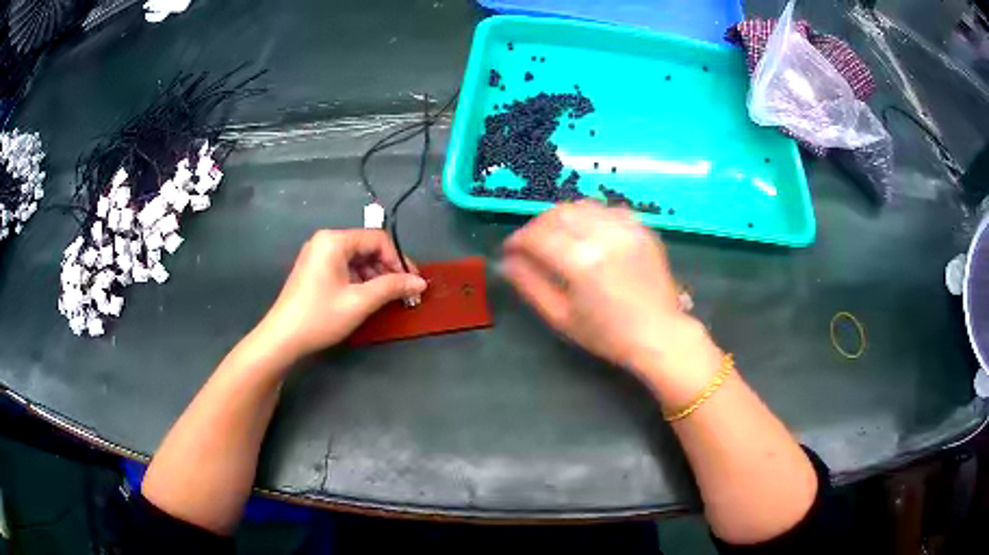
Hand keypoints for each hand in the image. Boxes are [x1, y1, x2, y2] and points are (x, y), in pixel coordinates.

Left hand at [254, 229, 426, 361]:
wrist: (282, 338)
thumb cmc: (320, 316)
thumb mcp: (360, 302)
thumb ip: (392, 287)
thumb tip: (420, 282)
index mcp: (334, 240)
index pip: (377, 239)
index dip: (398, 260)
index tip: (412, 283)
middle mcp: (325, 241)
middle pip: (366, 247)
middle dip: (387, 269)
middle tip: (403, 293)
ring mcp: (317, 255)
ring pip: (356, 259)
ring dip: (375, 276)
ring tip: (387, 299)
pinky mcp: (314, 270)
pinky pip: (344, 267)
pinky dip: (359, 280)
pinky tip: (367, 298)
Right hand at [502, 201, 720, 404]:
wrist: (658, 334)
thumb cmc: (607, 334)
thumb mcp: (561, 316)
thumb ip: (530, 284)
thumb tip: (506, 262)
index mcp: (580, 261)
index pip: (537, 236)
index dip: (517, 240)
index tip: (509, 250)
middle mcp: (603, 235)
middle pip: (557, 214)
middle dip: (536, 226)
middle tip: (529, 244)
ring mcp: (625, 228)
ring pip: (581, 206)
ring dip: (561, 217)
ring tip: (555, 236)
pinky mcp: (641, 228)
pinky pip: (607, 210)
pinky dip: (589, 216)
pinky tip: (587, 233)